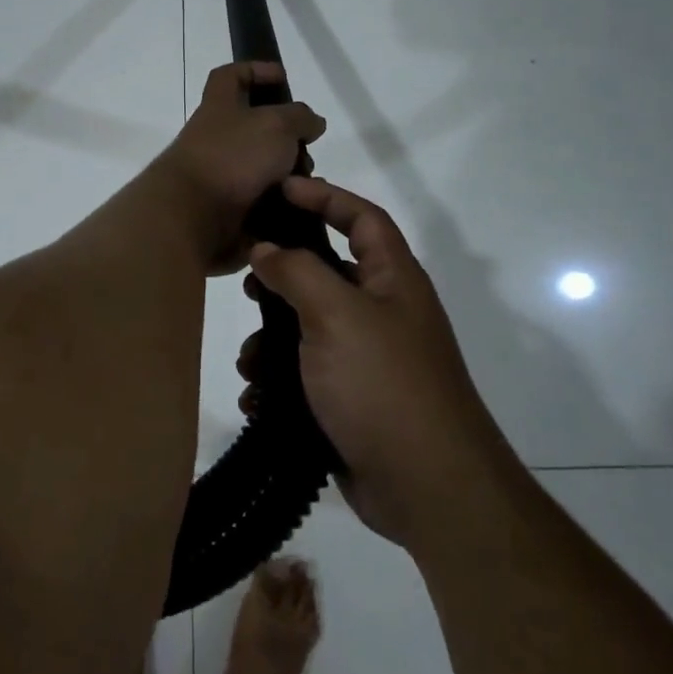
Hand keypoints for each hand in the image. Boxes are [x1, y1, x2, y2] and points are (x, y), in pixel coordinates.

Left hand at [153, 63, 325, 273]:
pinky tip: (302, 208)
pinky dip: (283, 203)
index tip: (282, 78)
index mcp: (219, 107)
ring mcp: (220, 175)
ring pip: (263, 167)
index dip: (255, 70)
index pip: (230, 76)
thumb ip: (300, 118)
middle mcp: (216, 138)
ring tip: (309, 182)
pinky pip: (262, 201)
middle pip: (254, 127)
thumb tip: (311, 123)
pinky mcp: (227, 209)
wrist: (193, 217)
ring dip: (289, 173)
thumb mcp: (276, 124)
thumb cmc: (233, 157)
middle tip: (307, 146)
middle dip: (286, 136)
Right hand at [239, 177, 504, 546]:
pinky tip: (257, 398)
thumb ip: (298, 272)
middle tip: (247, 280)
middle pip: (328, 273)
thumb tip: (265, 249)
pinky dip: (279, 382)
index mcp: (394, 280)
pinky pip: (306, 376)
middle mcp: (384, 313)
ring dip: (273, 341)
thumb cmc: (383, 383)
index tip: (281, 188)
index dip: (325, 196)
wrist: (425, 485)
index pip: (362, 218)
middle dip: (284, 278)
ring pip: (309, 330)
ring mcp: (368, 359)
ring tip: (249, 362)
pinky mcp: (350, 400)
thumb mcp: (336, 315)